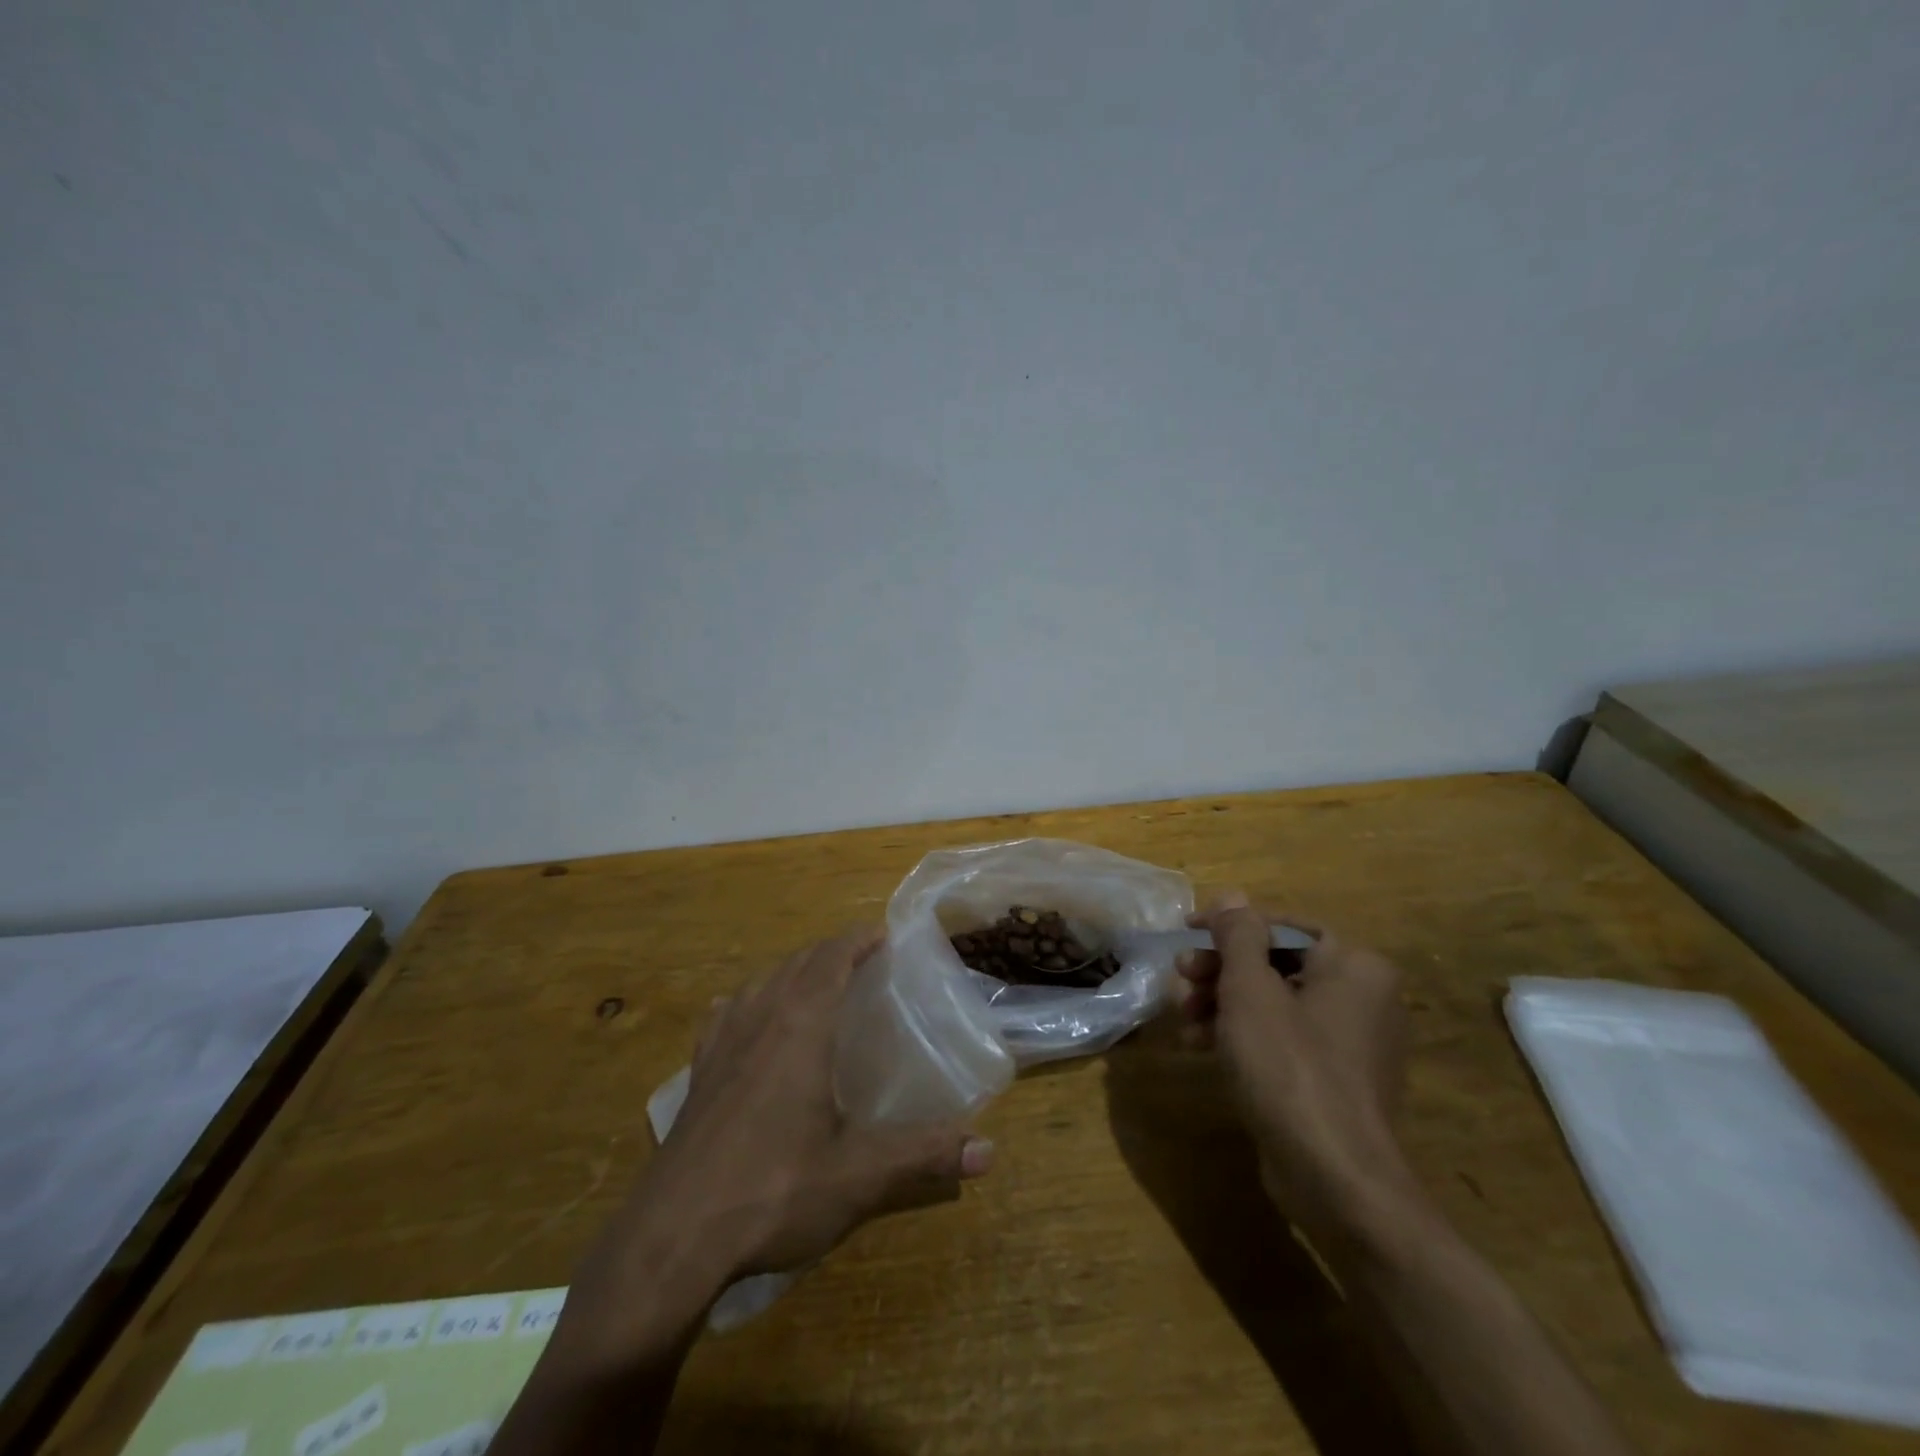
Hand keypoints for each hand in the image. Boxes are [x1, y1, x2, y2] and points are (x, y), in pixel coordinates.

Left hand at [497, 931, 993, 1455]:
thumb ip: (924, 1157)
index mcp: (799, 1027)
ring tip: (815, 981)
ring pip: (759, 983)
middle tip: (862, 959)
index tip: (883, 933)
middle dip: (830, 951)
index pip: (830, 959)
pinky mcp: (696, 1074)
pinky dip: (746, 1001)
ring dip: (791, 971)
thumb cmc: (771, 1192)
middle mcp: (758, 1020)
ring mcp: (720, 1045)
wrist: (670, 1239)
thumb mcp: (857, 1177)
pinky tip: (745, 1017)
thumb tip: (989, 1152)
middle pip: (797, 963)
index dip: (857, 940)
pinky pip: (724, 1015)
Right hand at [1179, 893, 1421, 1250]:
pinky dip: (1242, 1036)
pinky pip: (1282, 1039)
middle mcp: (1362, 997)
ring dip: (1222, 1003)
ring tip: (1183, 1018)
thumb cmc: (1290, 1067)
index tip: (1186, 932)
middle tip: (1181, 978)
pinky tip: (1200, 1046)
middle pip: (1276, 963)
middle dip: (1221, 970)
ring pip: (1274, 1003)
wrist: (1335, 1179)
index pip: (1282, 925)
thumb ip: (1238, 936)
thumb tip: (1233, 895)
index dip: (1229, 925)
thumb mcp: (1250, 990)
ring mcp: (1350, 1043)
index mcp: (1355, 966)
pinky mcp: (1333, 1080)